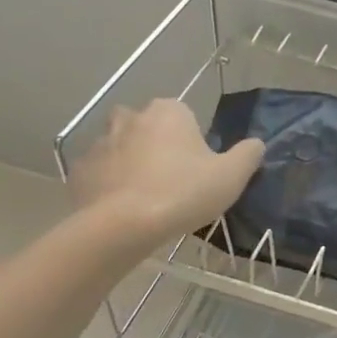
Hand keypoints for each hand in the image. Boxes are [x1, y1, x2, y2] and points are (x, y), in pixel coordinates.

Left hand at [69, 101, 263, 250]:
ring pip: (122, 148)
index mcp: (169, 111)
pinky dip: (110, 184)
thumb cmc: (183, 193)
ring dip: (133, 164)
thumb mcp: (232, 175)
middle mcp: (131, 117)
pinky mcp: (80, 169)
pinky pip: (101, 173)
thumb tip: (256, 143)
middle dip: (158, 147)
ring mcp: (100, 142)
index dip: (193, 142)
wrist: (123, 225)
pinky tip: (123, 209)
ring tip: (147, 198)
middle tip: (174, 181)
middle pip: (150, 128)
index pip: (185, 117)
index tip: (198, 169)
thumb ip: (249, 154)